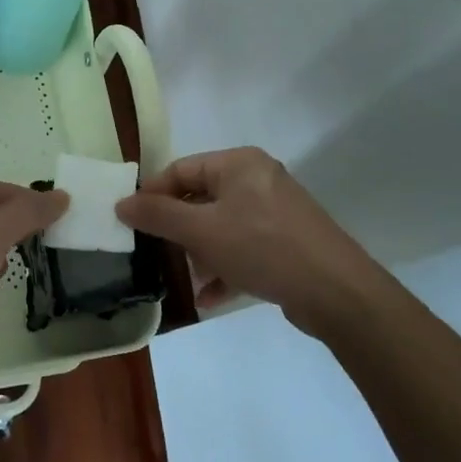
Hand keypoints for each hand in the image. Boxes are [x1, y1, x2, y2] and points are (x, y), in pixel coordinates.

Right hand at [116, 147, 381, 336]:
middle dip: (177, 228)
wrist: (339, 294)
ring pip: (222, 226)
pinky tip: (207, 297)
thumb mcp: (202, 230)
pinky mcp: (288, 244)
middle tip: (153, 251)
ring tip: (181, 277)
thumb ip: (158, 215)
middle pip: (201, 198)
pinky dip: (224, 268)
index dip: (152, 194)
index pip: (181, 170)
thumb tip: (121, 203)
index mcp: (239, 163)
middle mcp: (258, 180)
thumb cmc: (263, 248)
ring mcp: (276, 213)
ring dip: (199, 252)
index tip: (130, 221)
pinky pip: (244, 248)